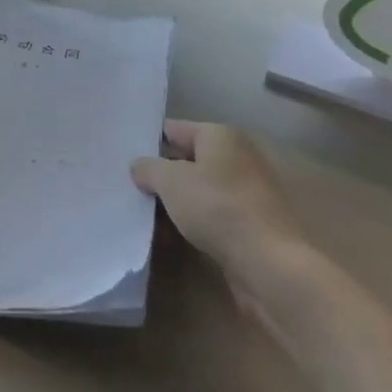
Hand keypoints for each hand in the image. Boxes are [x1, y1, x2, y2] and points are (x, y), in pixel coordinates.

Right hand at [132, 120, 303, 287]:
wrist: (268, 262)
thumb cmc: (217, 207)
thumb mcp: (171, 181)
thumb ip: (149, 168)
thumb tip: (139, 166)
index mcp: (220, 136)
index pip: (174, 129)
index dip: (148, 141)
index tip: (123, 156)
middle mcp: (236, 156)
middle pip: (187, 159)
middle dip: (160, 174)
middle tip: (128, 186)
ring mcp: (245, 191)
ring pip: (198, 189)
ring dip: (174, 201)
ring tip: (144, 214)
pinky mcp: (249, 222)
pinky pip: (210, 214)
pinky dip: (191, 221)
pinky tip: (170, 235)